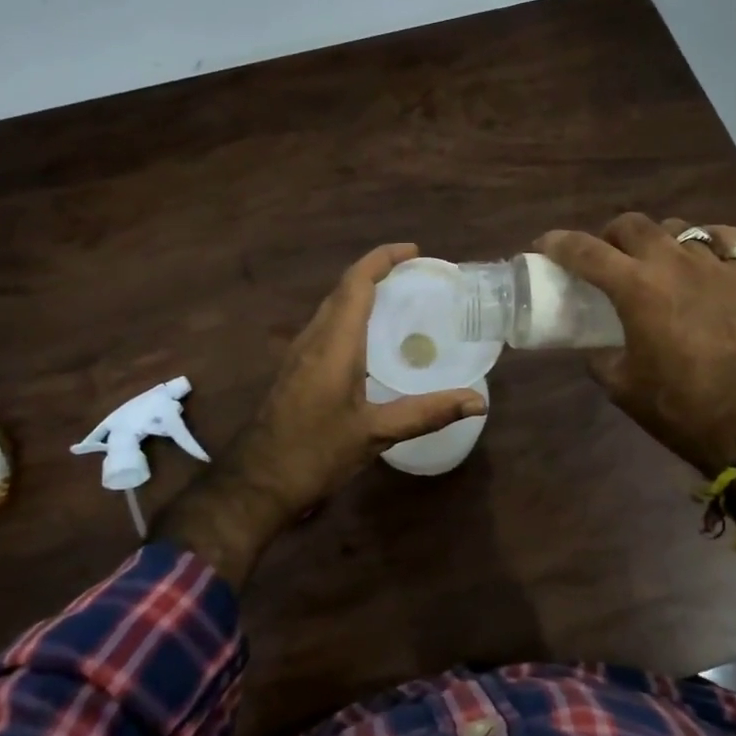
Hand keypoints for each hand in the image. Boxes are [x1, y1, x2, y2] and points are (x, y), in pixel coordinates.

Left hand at [150, 244, 484, 587]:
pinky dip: (352, 316)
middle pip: (343, 289)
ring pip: (332, 307)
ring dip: (362, 293)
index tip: (414, 252)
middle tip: (416, 275)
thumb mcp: (376, 434)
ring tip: (400, 299)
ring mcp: (299, 353)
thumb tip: (477, 402)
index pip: (356, 283)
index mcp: (334, 344)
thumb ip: (426, 413)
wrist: (257, 482)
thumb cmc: (315, 453)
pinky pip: (327, 327)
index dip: (382, 259)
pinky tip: (371, 340)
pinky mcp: (296, 369)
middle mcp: (314, 338)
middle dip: (377, 272)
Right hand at [535, 214, 735, 474]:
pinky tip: (701, 257)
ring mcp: (715, 265)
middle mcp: (673, 264)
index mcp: (636, 289)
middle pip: (631, 224)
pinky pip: (725, 238)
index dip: (558, 243)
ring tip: (654, 263)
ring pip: (676, 227)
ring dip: (655, 240)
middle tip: (604, 259)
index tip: (545, 245)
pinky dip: (706, 241)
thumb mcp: (621, 386)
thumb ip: (600, 355)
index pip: (585, 250)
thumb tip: (597, 345)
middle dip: (608, 237)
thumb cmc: (679, 408)